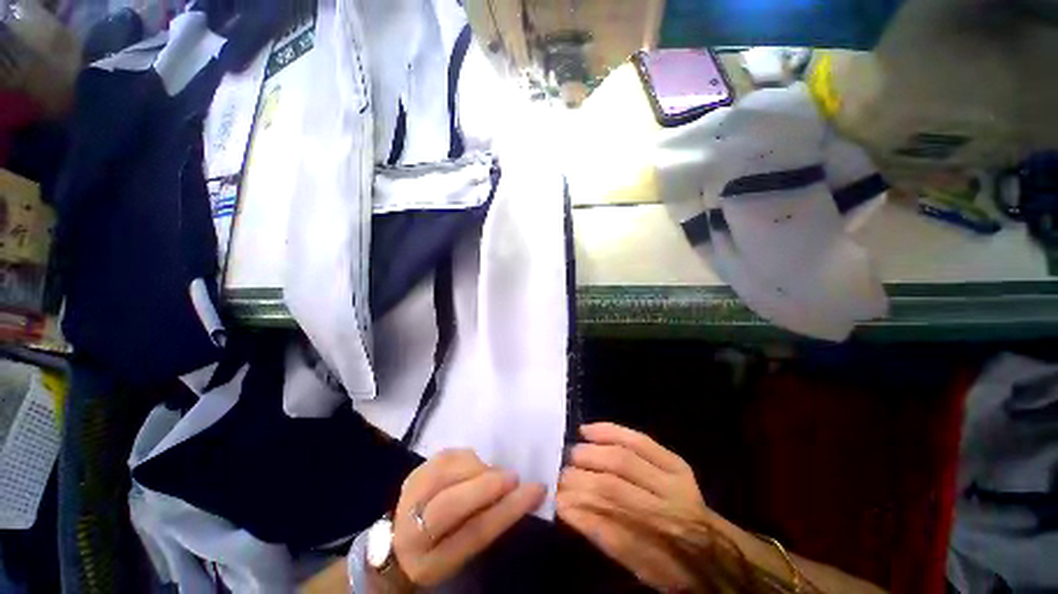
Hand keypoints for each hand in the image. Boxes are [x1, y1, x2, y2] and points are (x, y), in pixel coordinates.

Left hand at [392, 449, 545, 587]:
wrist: (401, 542)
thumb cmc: (441, 551)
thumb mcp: (464, 553)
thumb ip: (487, 525)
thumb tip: (519, 492)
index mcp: (430, 563)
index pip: (474, 534)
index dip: (508, 509)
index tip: (536, 489)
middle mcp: (410, 531)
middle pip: (451, 503)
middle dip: (488, 485)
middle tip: (514, 477)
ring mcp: (408, 496)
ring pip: (447, 472)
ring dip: (478, 468)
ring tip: (493, 474)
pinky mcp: (414, 472)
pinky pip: (446, 456)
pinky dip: (467, 457)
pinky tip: (475, 466)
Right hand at [557, 423, 715, 591]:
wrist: (714, 550)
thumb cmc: (671, 565)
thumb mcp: (637, 565)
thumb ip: (601, 534)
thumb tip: (564, 506)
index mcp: (658, 541)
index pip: (607, 514)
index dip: (576, 502)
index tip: (554, 494)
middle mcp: (667, 508)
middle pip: (613, 483)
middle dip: (580, 474)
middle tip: (560, 472)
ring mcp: (674, 480)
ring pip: (623, 457)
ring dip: (591, 452)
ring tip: (573, 453)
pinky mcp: (676, 462)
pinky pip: (638, 439)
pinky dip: (610, 431)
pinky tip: (589, 430)